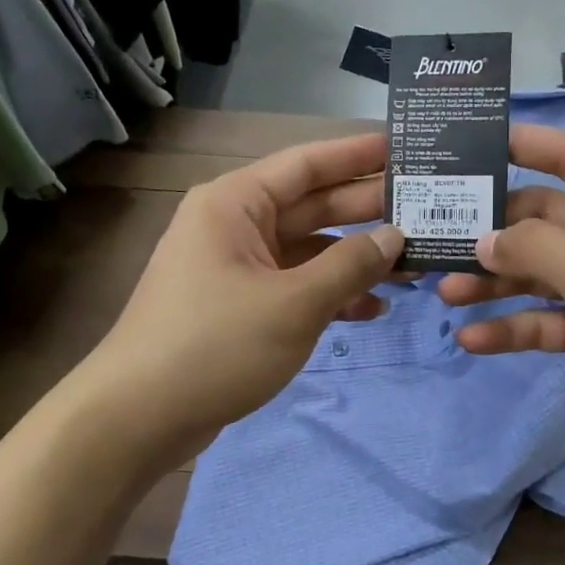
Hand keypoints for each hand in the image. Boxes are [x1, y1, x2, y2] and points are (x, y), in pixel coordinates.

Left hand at [85, 133, 404, 462]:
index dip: (358, 155)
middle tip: (426, 210)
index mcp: (236, 204)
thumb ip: (350, 265)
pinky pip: (293, 286)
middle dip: (366, 212)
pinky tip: (372, 309)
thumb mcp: (294, 303)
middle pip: (311, 206)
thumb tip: (395, 237)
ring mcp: (235, 267)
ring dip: (354, 259)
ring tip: (413, 266)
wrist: (139, 417)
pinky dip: (329, 294)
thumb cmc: (216, 345)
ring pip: (307, 250)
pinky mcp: (238, 305)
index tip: (405, 148)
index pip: (307, 163)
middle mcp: (234, 225)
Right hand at [438, 124, 564, 454]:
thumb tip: (481, 239)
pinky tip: (471, 339)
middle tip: (438, 234)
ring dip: (493, 282)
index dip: (527, 144)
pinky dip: (510, 327)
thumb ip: (538, 250)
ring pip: (535, 273)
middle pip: (541, 221)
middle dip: (493, 231)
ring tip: (444, 291)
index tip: (473, 141)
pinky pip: (541, 319)